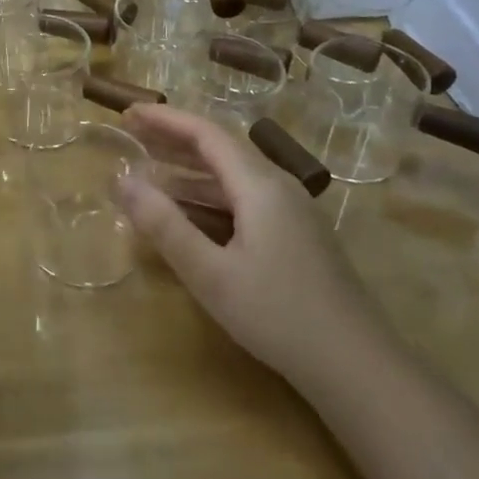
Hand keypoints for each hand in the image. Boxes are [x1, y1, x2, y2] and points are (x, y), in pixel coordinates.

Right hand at [116, 106, 382, 385]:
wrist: (357, 366)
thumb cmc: (278, 315)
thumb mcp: (210, 273)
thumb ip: (164, 225)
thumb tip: (121, 181)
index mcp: (260, 186)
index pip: (206, 134)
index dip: (164, 119)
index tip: (127, 113)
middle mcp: (278, 188)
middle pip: (220, 149)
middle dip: (173, 139)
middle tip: (131, 135)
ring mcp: (291, 213)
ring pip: (231, 178)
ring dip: (188, 172)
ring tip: (147, 173)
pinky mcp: (295, 236)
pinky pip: (243, 201)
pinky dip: (208, 198)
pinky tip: (188, 214)